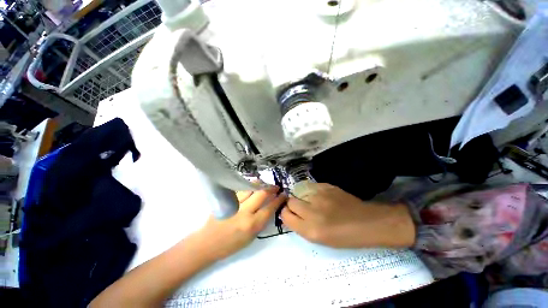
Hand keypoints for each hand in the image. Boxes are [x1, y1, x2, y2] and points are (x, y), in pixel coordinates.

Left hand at [193, 187, 286, 260]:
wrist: (207, 242)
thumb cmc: (231, 245)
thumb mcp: (251, 238)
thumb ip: (261, 221)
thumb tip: (270, 207)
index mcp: (251, 225)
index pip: (269, 208)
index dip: (278, 200)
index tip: (283, 195)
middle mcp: (244, 211)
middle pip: (261, 194)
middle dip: (271, 189)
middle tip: (276, 187)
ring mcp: (235, 203)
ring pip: (251, 188)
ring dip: (261, 184)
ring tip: (265, 184)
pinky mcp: (227, 199)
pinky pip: (241, 188)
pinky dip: (249, 186)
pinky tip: (253, 185)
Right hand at [281, 183, 414, 247]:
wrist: (367, 222)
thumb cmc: (344, 237)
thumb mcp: (320, 239)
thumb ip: (302, 226)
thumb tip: (291, 214)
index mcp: (310, 230)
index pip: (285, 215)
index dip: (285, 213)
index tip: (290, 213)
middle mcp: (311, 211)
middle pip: (290, 201)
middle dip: (292, 204)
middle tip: (302, 207)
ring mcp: (319, 196)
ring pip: (299, 192)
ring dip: (303, 197)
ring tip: (313, 201)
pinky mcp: (326, 187)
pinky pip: (311, 187)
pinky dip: (312, 191)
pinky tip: (321, 196)